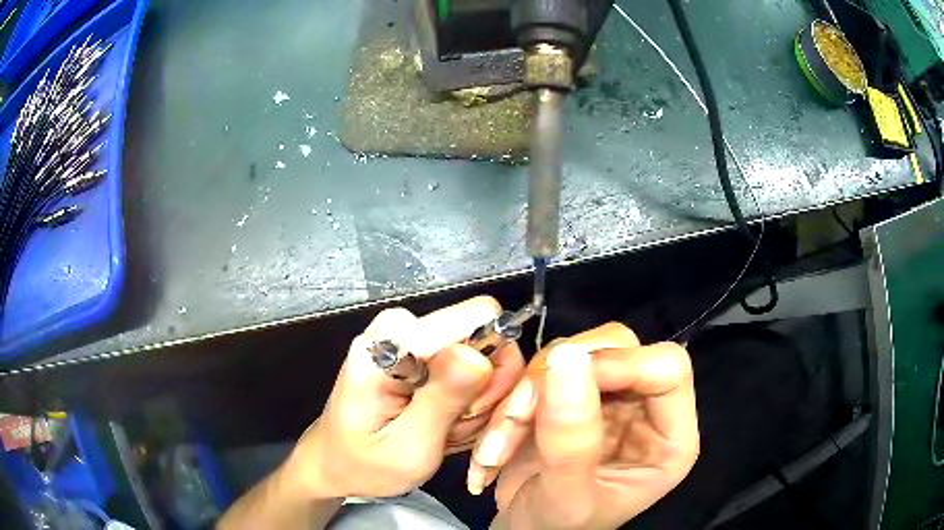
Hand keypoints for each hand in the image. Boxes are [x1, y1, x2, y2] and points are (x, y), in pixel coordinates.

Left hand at [286, 296, 525, 500]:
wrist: (337, 463)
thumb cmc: (365, 464)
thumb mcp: (408, 448)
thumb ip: (442, 400)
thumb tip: (478, 355)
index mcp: (390, 343)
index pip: (477, 318)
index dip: (489, 367)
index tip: (471, 410)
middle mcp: (402, 327)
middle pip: (486, 337)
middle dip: (484, 390)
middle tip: (454, 427)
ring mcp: (413, 337)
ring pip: (486, 357)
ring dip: (476, 401)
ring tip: (443, 429)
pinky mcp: (422, 350)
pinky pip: (474, 368)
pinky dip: (468, 401)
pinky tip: (443, 422)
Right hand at [469, 323, 698, 529]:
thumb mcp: (566, 497)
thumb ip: (571, 441)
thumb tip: (566, 358)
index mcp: (668, 437)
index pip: (667, 368)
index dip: (620, 364)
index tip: (561, 385)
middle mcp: (644, 408)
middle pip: (617, 347)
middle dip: (557, 380)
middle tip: (515, 418)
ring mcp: (607, 397)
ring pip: (572, 353)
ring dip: (525, 395)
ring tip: (495, 448)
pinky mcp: (570, 394)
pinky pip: (541, 370)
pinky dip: (510, 400)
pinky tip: (493, 443)